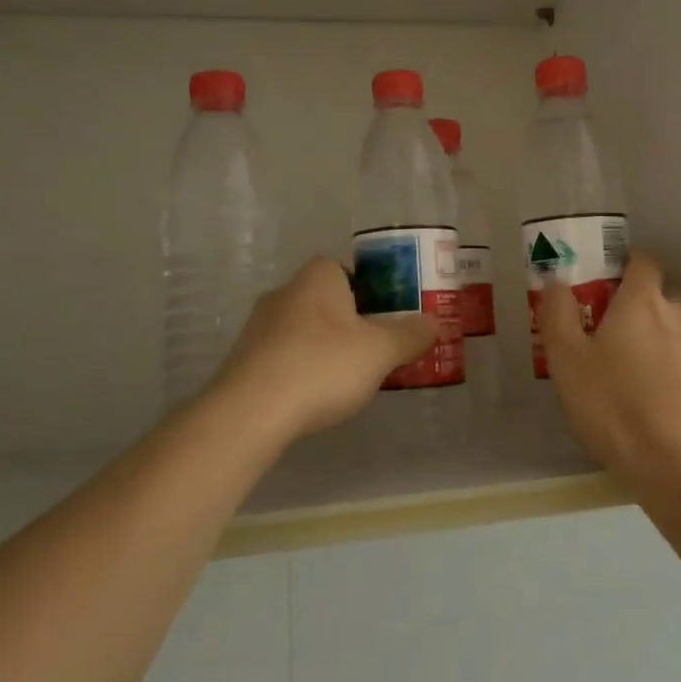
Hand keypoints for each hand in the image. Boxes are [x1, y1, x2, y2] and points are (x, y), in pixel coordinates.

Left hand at [207, 258, 437, 441]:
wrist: (250, 412)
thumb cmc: (322, 366)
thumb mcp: (380, 351)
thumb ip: (410, 334)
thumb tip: (436, 322)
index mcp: (317, 277)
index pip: (347, 269)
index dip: (371, 290)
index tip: (388, 318)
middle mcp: (285, 291)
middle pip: (327, 300)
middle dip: (351, 322)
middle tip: (375, 349)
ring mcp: (258, 326)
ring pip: (304, 329)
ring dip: (325, 347)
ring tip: (347, 379)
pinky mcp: (244, 359)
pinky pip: (284, 355)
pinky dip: (301, 369)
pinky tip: (314, 396)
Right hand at [541, 251, 680, 497]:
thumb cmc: (617, 409)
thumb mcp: (567, 363)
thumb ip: (558, 314)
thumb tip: (557, 281)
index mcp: (644, 302)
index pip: (641, 263)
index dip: (624, 269)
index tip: (605, 290)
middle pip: (662, 300)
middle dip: (641, 313)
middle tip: (614, 345)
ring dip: (663, 348)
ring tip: (640, 385)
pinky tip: (667, 413)